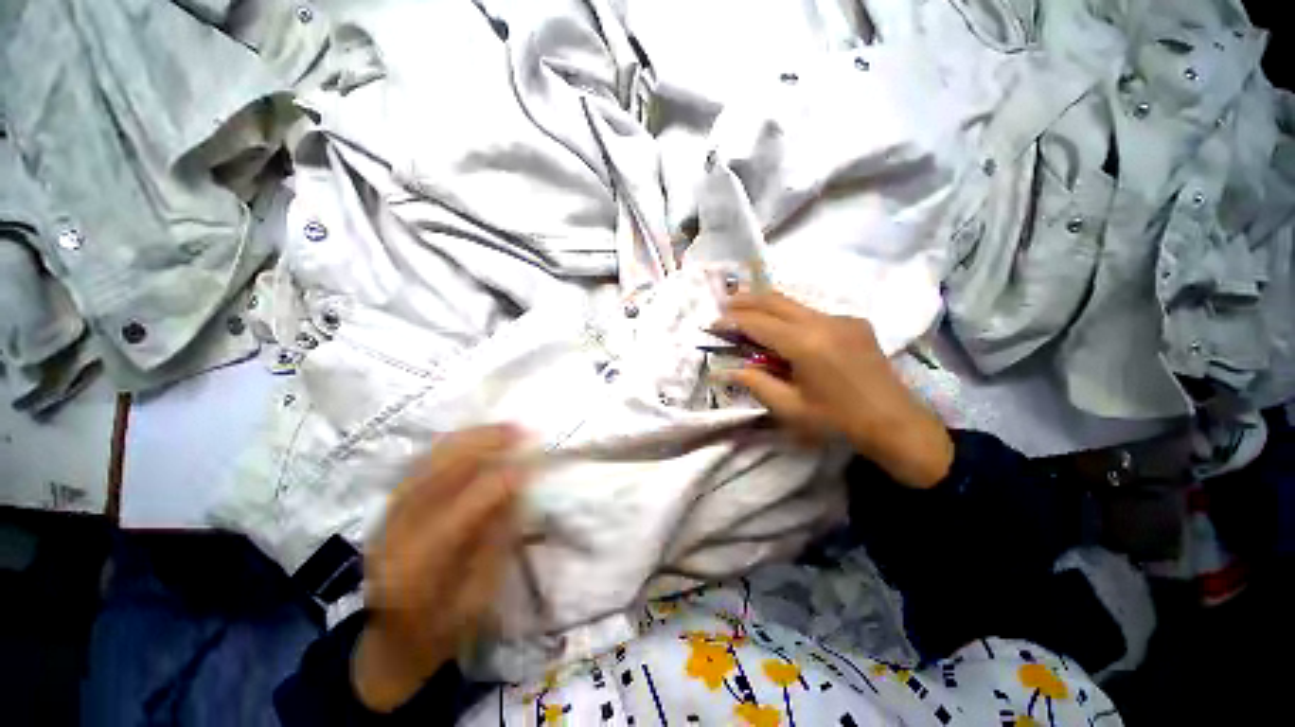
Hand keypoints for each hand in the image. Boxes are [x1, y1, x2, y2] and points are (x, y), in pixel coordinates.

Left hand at [353, 426, 526, 711]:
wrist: (389, 642)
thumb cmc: (441, 629)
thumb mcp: (479, 595)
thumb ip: (497, 538)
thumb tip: (518, 488)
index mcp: (421, 565)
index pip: (466, 507)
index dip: (502, 479)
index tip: (532, 462)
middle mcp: (398, 533)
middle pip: (441, 473)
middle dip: (484, 444)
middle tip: (520, 430)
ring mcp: (388, 517)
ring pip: (429, 462)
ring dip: (470, 438)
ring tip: (503, 427)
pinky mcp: (388, 509)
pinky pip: (421, 464)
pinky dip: (451, 445)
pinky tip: (474, 437)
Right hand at [718, 293, 952, 487]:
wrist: (897, 424)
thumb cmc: (838, 421)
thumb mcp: (790, 409)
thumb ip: (756, 384)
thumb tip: (728, 370)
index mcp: (805, 344)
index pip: (758, 323)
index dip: (732, 321)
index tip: (712, 323)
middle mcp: (823, 322)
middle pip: (775, 301)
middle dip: (746, 300)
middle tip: (724, 303)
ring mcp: (842, 319)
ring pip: (794, 303)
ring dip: (767, 305)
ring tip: (745, 309)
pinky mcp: (855, 322)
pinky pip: (813, 313)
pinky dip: (790, 316)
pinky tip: (783, 329)